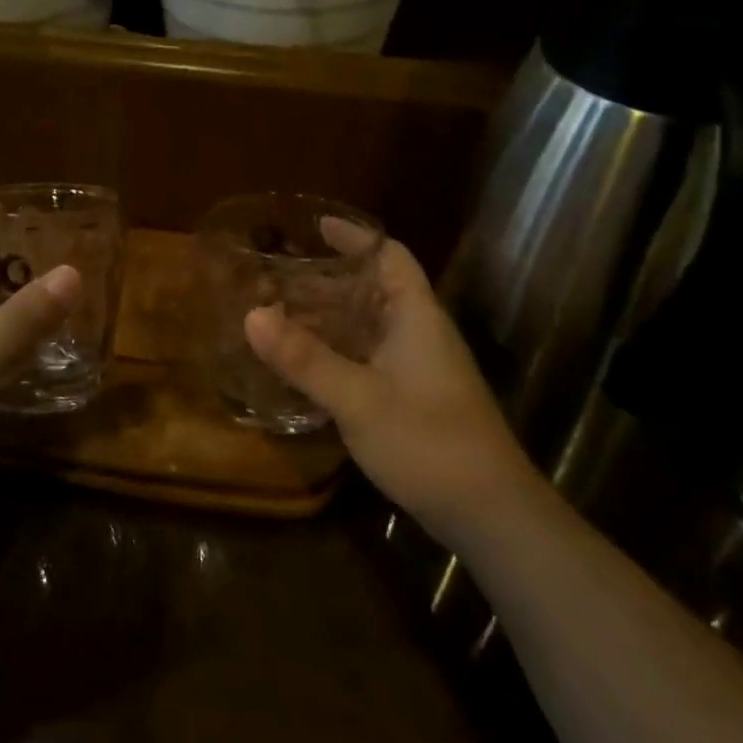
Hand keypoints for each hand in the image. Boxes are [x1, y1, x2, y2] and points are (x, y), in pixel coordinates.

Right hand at [244, 233, 533, 537]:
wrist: (491, 515)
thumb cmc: (429, 442)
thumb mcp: (358, 398)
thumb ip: (304, 358)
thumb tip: (251, 315)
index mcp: (416, 317)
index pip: (390, 256)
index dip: (356, 237)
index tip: (315, 228)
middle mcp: (419, 334)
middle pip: (373, 290)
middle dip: (326, 283)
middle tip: (276, 281)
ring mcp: (418, 369)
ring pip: (368, 328)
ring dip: (327, 320)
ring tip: (279, 319)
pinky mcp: (413, 399)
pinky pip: (367, 359)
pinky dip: (335, 353)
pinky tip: (304, 368)